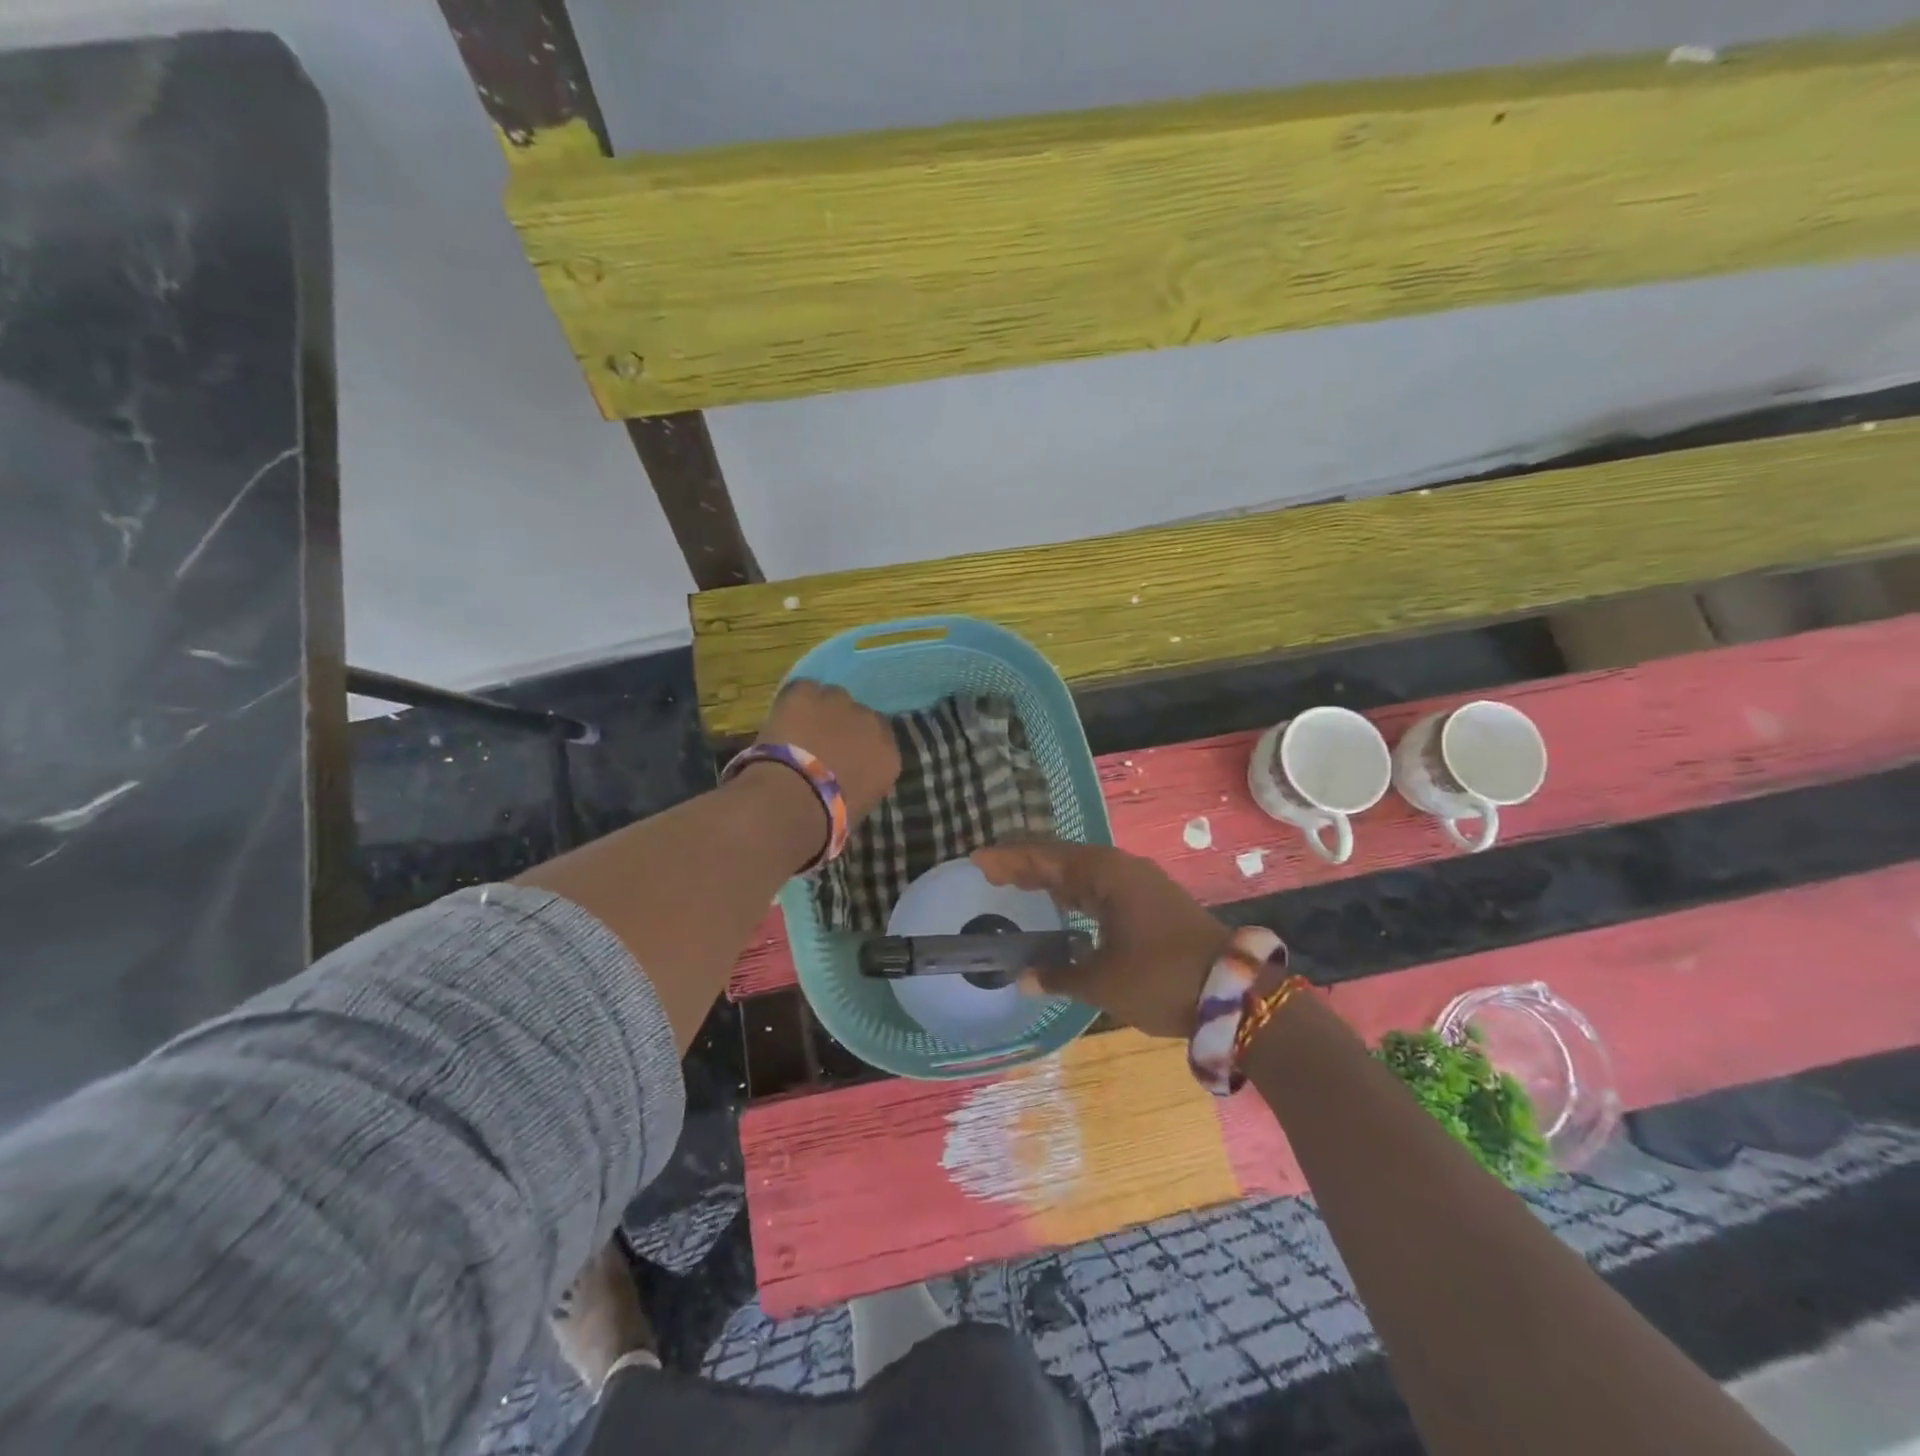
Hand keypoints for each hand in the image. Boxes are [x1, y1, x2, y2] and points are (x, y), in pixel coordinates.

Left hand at [758, 680, 900, 823]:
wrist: (792, 801)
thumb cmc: (827, 819)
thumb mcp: (859, 807)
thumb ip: (862, 783)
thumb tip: (851, 779)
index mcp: (888, 757)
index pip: (881, 739)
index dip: (859, 744)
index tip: (843, 756)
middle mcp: (871, 723)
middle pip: (859, 715)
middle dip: (843, 726)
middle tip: (819, 744)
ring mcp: (839, 704)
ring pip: (833, 697)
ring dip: (820, 710)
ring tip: (798, 729)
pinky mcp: (806, 694)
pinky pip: (803, 689)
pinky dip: (794, 701)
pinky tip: (782, 718)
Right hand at [973, 842, 1229, 1038]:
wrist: (1235, 992)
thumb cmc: (1160, 978)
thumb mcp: (1103, 981)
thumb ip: (1059, 974)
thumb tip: (1024, 977)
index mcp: (1105, 873)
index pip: (1045, 857)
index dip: (1009, 859)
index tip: (977, 860)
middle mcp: (1121, 869)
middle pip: (1062, 859)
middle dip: (1025, 865)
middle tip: (990, 873)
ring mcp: (1140, 884)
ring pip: (1083, 873)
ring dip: (1050, 878)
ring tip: (1017, 885)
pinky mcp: (1152, 902)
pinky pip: (1101, 887)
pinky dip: (1074, 893)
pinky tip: (1063, 906)